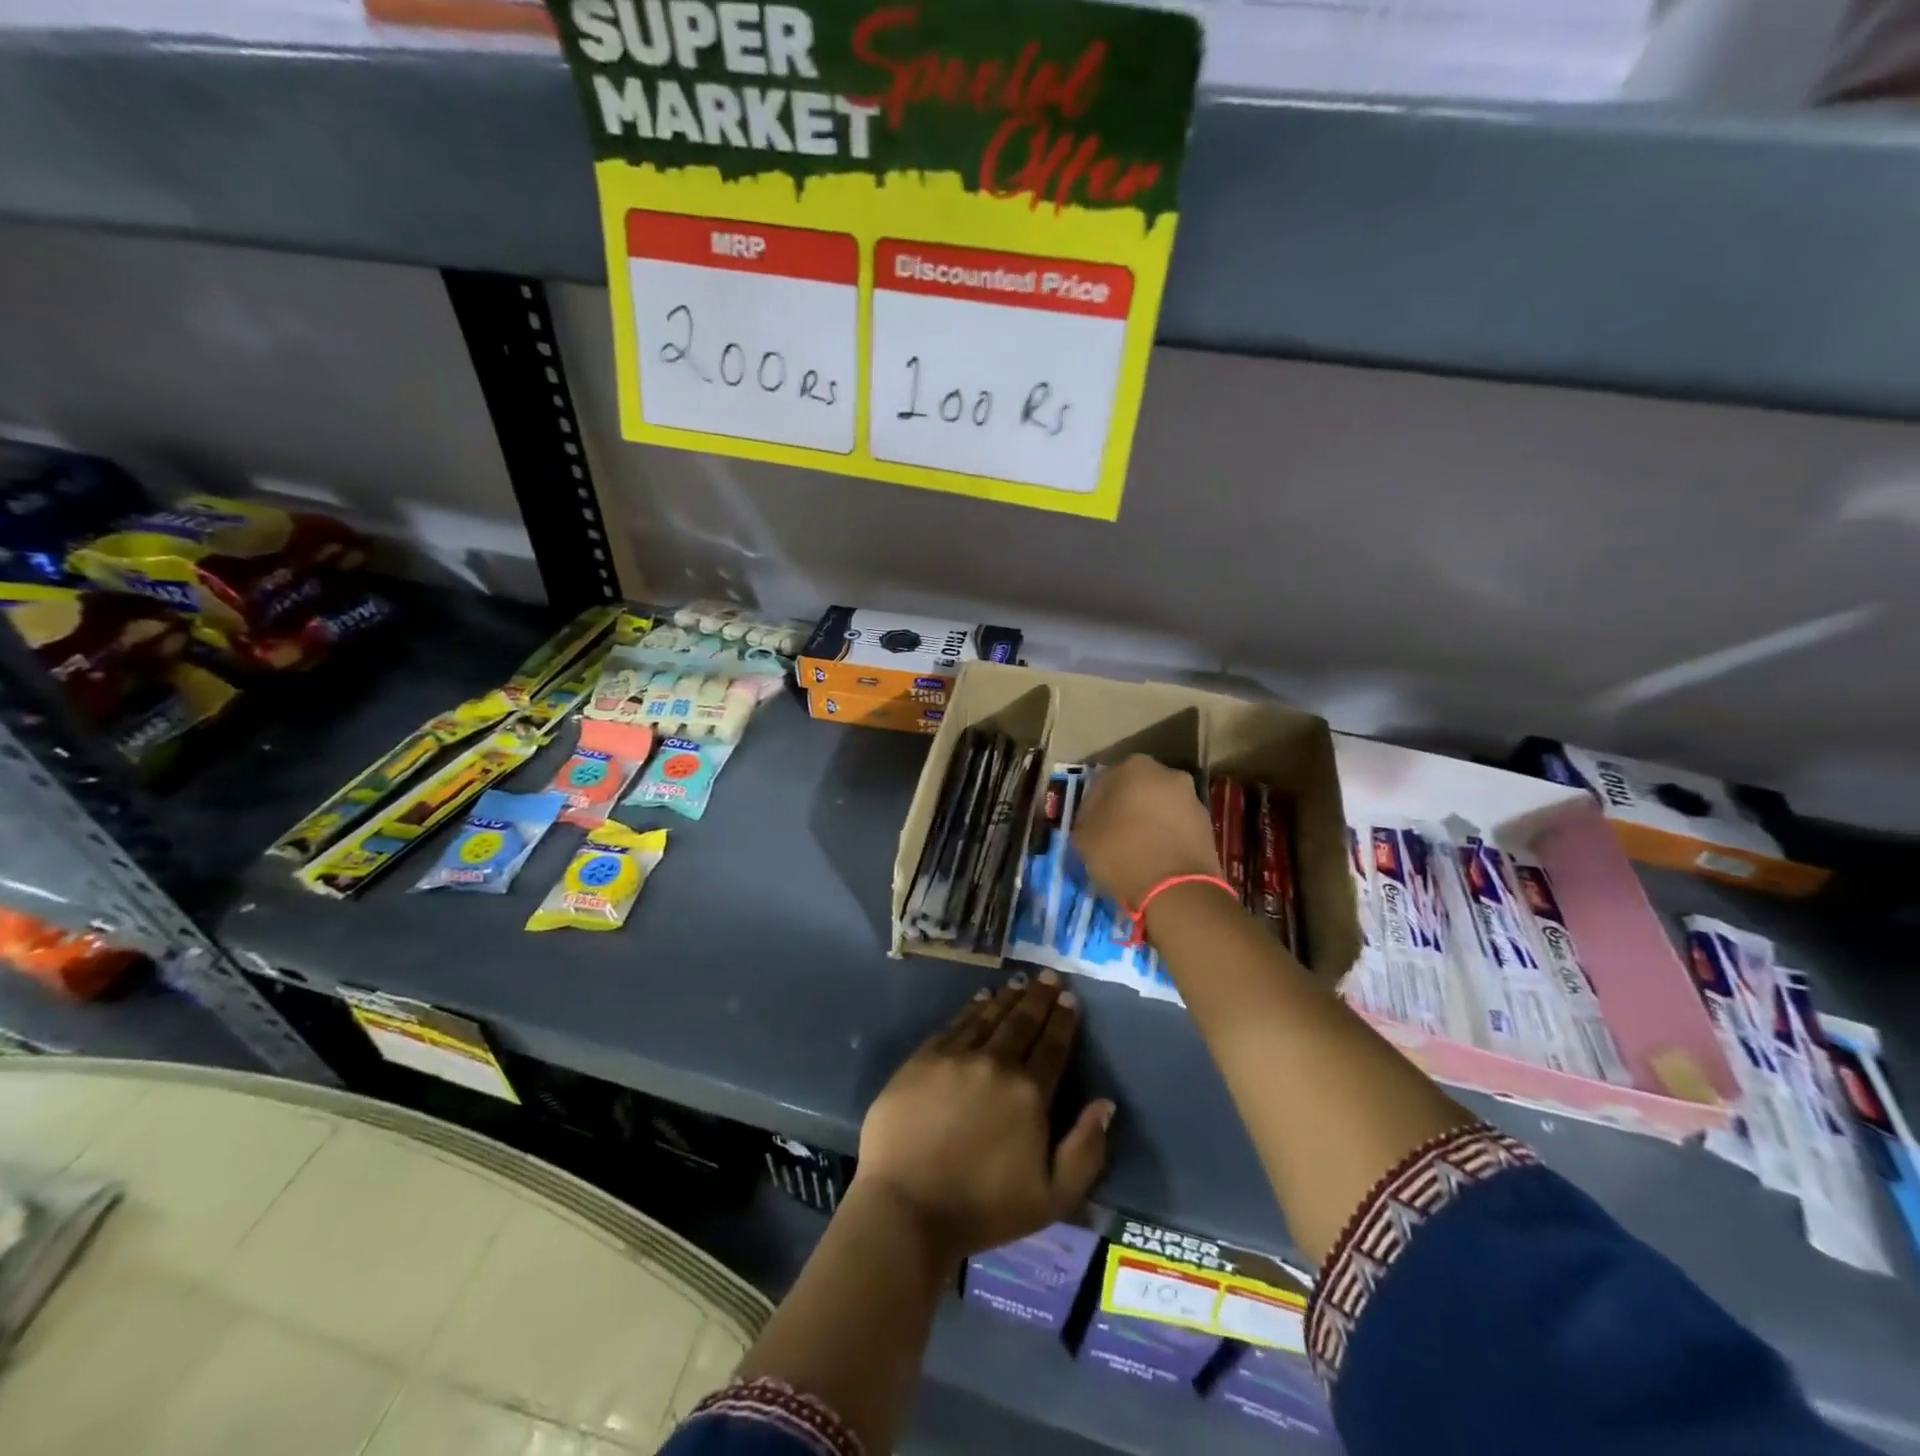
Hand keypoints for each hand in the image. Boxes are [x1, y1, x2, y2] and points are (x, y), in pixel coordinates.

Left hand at [854, 972, 1114, 1262]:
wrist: (907, 1206)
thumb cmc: (983, 1209)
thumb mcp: (1052, 1198)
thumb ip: (1085, 1150)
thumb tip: (1105, 1104)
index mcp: (1029, 1094)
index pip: (1053, 1046)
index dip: (1063, 1020)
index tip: (1070, 998)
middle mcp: (996, 1063)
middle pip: (1023, 1022)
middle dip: (1039, 998)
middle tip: (1050, 976)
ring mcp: (956, 1057)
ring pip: (989, 1016)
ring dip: (1008, 997)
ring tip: (1020, 982)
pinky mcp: (923, 1058)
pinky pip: (956, 1024)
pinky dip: (972, 1008)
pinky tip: (981, 999)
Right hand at [1072, 754, 1221, 907]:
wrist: (1178, 889)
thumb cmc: (1123, 853)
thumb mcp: (1083, 838)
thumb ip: (1085, 819)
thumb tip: (1093, 820)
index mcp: (1133, 767)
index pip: (1103, 782)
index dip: (1092, 806)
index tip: (1088, 827)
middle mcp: (1167, 773)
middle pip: (1136, 790)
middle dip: (1124, 808)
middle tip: (1111, 835)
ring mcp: (1192, 798)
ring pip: (1159, 806)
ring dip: (1148, 821)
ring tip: (1135, 850)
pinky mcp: (1208, 824)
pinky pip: (1177, 825)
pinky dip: (1166, 836)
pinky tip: (1156, 858)